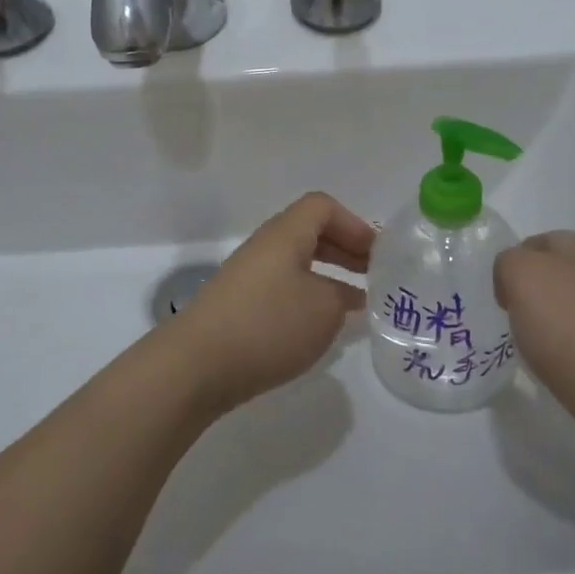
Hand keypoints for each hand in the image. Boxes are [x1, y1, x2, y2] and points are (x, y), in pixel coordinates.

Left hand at [163, 192, 373, 412]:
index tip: (378, 254)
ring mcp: (247, 277)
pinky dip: (307, 298)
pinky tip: (318, 326)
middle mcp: (264, 247)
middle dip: (345, 250)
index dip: (354, 224)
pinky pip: (282, 288)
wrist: (197, 366)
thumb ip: (343, 295)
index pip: (322, 207)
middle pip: (309, 232)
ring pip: (296, 263)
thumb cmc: (268, 325)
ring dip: (328, 276)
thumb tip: (344, 293)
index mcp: (285, 234)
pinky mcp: (238, 306)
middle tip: (374, 275)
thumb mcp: (324, 308)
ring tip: (354, 302)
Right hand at [495, 231, 574, 471]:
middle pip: (557, 277)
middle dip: (531, 296)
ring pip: (572, 313)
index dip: (513, 262)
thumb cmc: (573, 329)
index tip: (497, 295)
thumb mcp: (523, 276)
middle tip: (508, 321)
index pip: (539, 241)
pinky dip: (568, 359)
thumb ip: (508, 263)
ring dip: (550, 328)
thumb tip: (513, 281)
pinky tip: (557, 375)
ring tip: (529, 352)